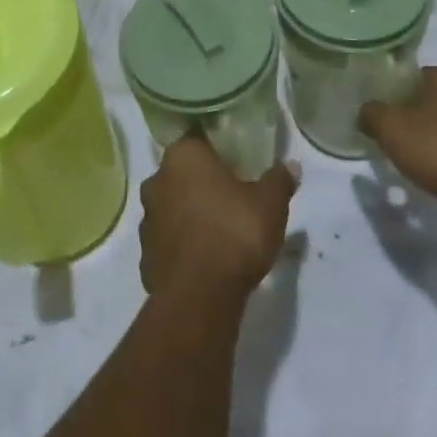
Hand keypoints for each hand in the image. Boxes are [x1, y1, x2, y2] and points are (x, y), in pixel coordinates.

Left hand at [139, 137, 297, 304]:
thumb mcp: (270, 204)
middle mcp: (157, 180)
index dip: (217, 150)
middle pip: (182, 174)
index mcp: (183, 156)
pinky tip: (205, 259)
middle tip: (232, 197)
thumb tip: (291, 166)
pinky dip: (183, 246)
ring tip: (220, 231)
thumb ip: (279, 180)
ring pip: (172, 207)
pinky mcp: (145, 256)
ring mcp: (146, 219)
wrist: (199, 296)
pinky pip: (168, 242)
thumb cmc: (234, 233)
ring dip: (191, 215)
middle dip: (203, 183)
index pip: (198, 140)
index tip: (236, 163)